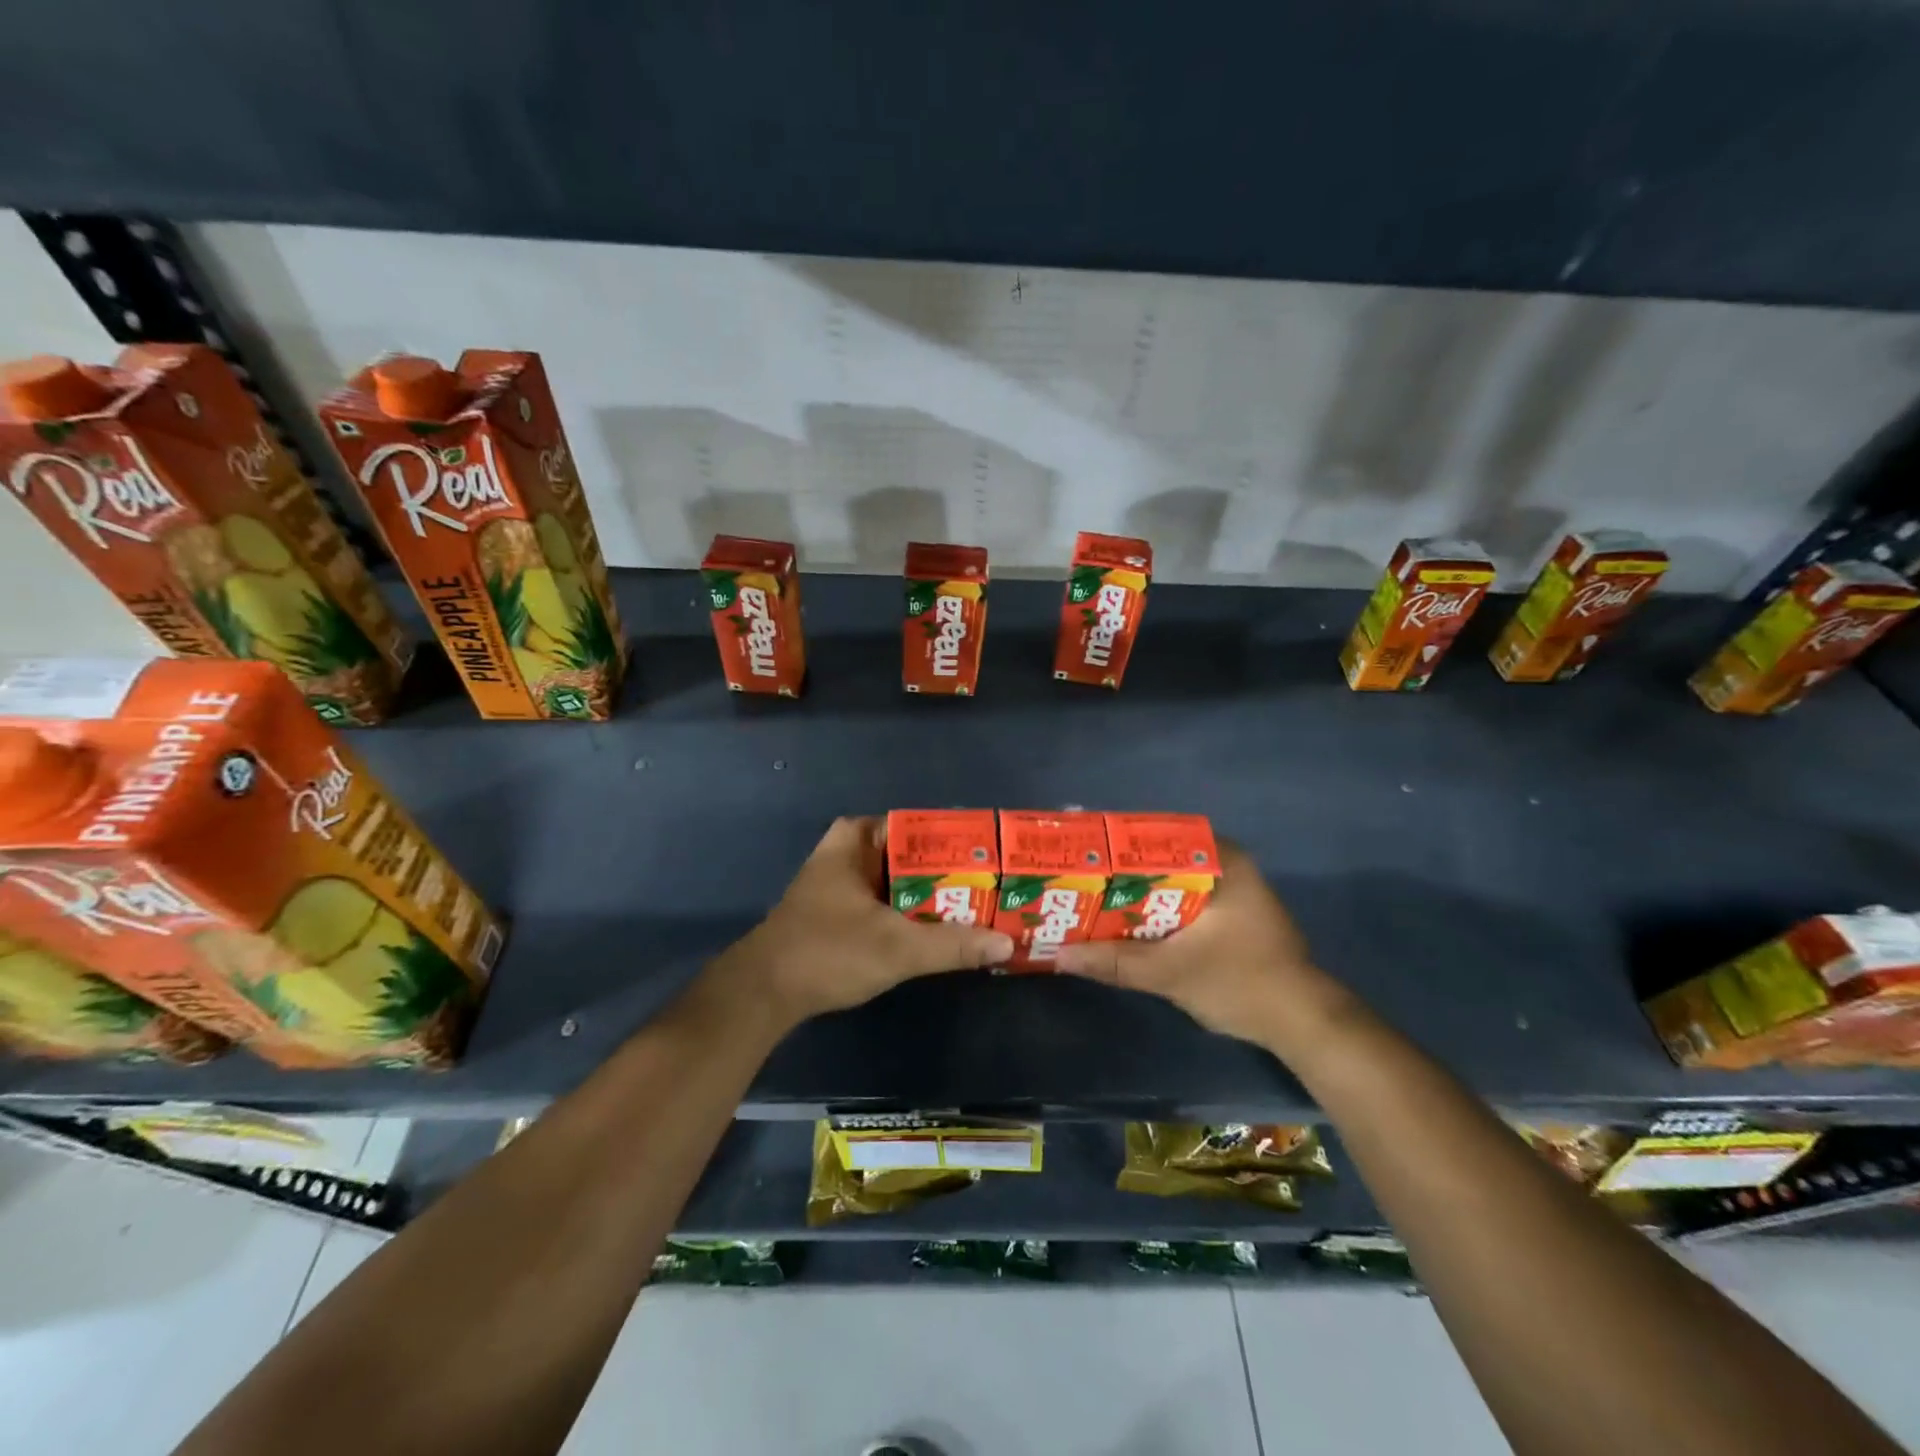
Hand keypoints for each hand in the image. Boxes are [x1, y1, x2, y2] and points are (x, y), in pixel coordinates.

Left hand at [717, 816, 1013, 1026]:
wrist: (764, 993)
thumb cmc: (828, 951)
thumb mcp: (897, 948)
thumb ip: (952, 945)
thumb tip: (1007, 943)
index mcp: (858, 838)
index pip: (920, 826)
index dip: (958, 842)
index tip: (993, 858)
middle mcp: (850, 851)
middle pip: (913, 855)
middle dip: (951, 872)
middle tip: (994, 886)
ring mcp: (842, 882)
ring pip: (901, 881)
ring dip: (933, 896)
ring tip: (980, 907)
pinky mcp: (839, 911)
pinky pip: (888, 901)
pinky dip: (913, 913)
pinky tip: (942, 930)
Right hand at [1054, 843, 1342, 1047]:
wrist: (1303, 1024)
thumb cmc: (1242, 983)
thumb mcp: (1171, 973)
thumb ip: (1115, 962)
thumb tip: (1059, 956)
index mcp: (1222, 860)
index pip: (1157, 835)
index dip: (1115, 844)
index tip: (1080, 854)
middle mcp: (1227, 865)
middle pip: (1160, 858)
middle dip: (1119, 872)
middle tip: (1076, 879)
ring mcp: (1231, 890)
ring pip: (1169, 881)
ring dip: (1135, 893)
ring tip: (1089, 899)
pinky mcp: (1230, 914)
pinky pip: (1181, 899)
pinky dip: (1154, 909)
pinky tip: (1124, 923)